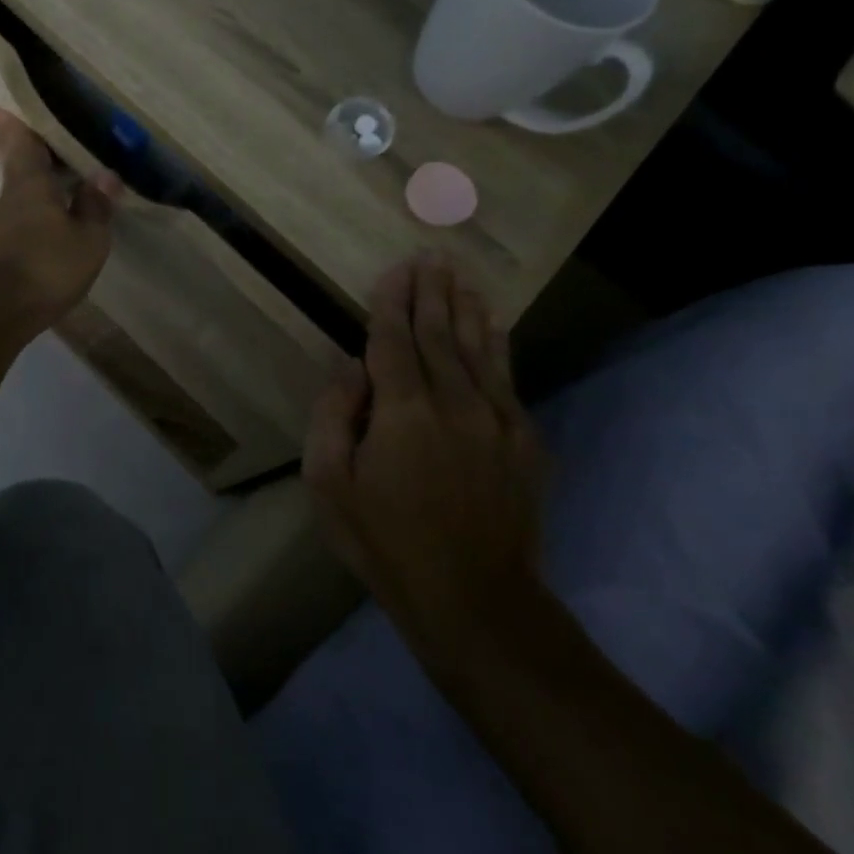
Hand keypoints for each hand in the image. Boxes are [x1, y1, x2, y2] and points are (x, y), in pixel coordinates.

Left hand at [0, 107, 121, 334]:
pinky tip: (60, 220)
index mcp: (30, 181)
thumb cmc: (45, 267)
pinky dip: (42, 210)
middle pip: (20, 164)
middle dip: (33, 151)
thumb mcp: (87, 239)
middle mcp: (12, 197)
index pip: (20, 140)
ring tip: (71, 179)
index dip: (14, 123)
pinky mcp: (2, 251)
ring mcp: (3, 225)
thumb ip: (96, 206)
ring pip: (23, 191)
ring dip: (41, 183)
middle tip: (55, 141)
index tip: (1, 107)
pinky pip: (25, 216)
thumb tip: (104, 175)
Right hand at [304, 255, 547, 665]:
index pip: (392, 341)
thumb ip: (333, 416)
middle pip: (439, 334)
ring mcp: (496, 420)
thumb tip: (348, 365)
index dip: (391, 303)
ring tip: (460, 275)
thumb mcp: (329, 484)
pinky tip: (495, 325)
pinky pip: (508, 378)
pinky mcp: (524, 441)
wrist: (474, 598)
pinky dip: (499, 345)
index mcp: (401, 412)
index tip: (394, 269)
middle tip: (430, 255)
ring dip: (466, 308)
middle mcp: (453, 403)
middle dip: (430, 293)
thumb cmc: (384, 541)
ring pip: (478, 349)